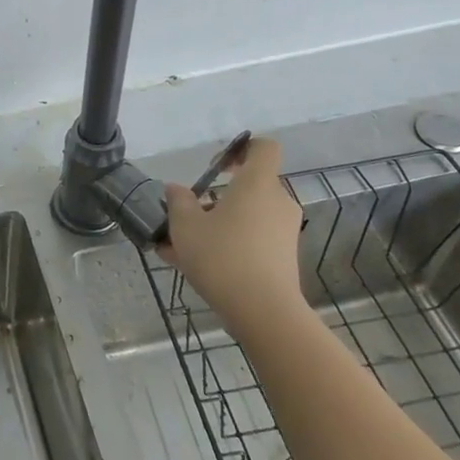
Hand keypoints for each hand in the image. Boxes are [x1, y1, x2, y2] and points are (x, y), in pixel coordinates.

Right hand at [160, 137, 304, 326]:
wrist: (264, 311)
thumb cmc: (222, 256)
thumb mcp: (185, 225)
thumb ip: (178, 201)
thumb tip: (176, 189)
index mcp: (257, 184)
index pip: (263, 148)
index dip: (240, 149)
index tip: (215, 167)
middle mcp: (277, 202)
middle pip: (248, 186)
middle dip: (215, 197)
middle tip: (186, 214)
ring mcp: (283, 231)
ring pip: (245, 216)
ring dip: (215, 224)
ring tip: (177, 247)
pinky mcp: (283, 257)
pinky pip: (250, 239)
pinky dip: (226, 244)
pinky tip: (192, 265)